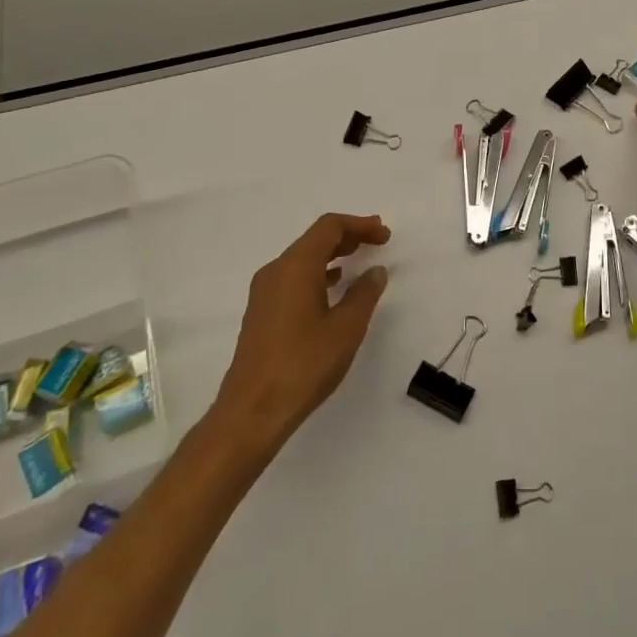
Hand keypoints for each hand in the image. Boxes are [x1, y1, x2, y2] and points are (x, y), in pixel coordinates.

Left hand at [211, 213, 390, 456]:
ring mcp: (264, 292)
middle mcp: (276, 270)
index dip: (359, 225)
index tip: (384, 235)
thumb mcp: (346, 328)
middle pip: (315, 239)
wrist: (252, 411)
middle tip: (377, 241)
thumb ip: (364, 294)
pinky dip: (318, 273)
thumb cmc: (304, 364)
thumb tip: (375, 271)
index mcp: (295, 266)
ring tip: (359, 261)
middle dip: (348, 236)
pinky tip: (333, 288)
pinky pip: (293, 277)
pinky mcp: (261, 312)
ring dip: (333, 254)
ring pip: (303, 258)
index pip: (329, 227)